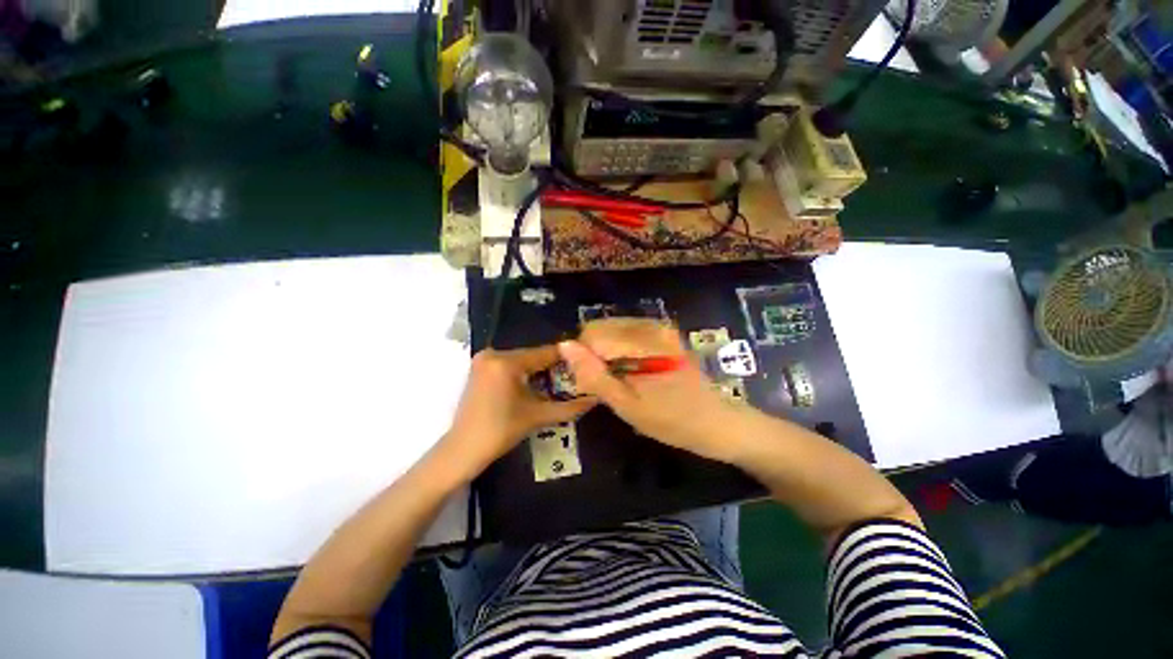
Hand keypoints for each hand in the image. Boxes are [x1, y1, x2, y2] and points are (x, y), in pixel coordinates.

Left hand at [442, 345, 596, 478]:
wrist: (462, 450)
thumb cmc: (500, 432)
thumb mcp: (537, 417)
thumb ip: (569, 407)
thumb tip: (596, 399)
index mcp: (506, 362)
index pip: (545, 353)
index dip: (567, 358)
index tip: (585, 363)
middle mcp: (494, 353)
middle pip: (533, 356)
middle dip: (553, 367)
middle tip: (573, 377)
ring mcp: (484, 359)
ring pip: (523, 360)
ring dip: (539, 370)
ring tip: (558, 382)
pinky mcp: (480, 367)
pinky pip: (510, 364)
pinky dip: (524, 372)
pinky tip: (536, 385)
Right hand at [558, 319, 738, 462]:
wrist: (718, 422)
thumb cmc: (673, 421)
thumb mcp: (627, 405)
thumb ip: (594, 374)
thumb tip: (564, 346)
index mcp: (643, 341)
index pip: (591, 334)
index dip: (583, 359)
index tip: (590, 383)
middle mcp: (650, 325)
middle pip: (601, 328)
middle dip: (593, 354)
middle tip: (605, 384)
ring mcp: (659, 326)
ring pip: (611, 329)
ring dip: (605, 352)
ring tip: (618, 380)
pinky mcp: (663, 332)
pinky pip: (626, 333)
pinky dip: (619, 350)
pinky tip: (630, 371)